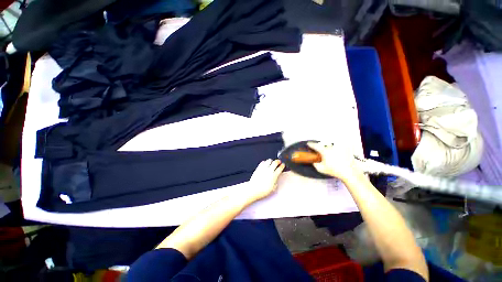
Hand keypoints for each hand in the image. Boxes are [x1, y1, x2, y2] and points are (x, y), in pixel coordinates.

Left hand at [245, 159, 284, 202]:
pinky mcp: (258, 168)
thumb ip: (276, 182)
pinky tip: (265, 164)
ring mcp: (263, 169)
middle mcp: (269, 171)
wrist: (253, 190)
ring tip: (272, 162)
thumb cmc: (263, 191)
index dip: (282, 165)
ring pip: (269, 160)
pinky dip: (265, 162)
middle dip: (278, 161)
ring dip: (271, 161)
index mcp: (274, 176)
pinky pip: (262, 162)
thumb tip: (276, 178)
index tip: (283, 165)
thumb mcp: (273, 188)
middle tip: (279, 161)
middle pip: (275, 162)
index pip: (280, 168)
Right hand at [307, 142, 361, 182]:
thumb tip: (313, 162)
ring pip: (330, 146)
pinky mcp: (344, 150)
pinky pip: (337, 147)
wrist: (348, 172)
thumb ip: (315, 164)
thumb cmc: (333, 170)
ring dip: (327, 148)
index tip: (308, 143)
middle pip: (323, 145)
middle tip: (318, 150)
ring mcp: (338, 148)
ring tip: (327, 153)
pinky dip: (334, 149)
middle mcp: (331, 148)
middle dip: (319, 147)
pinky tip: (335, 153)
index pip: (316, 146)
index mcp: (324, 151)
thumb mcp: (321, 169)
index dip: (311, 144)